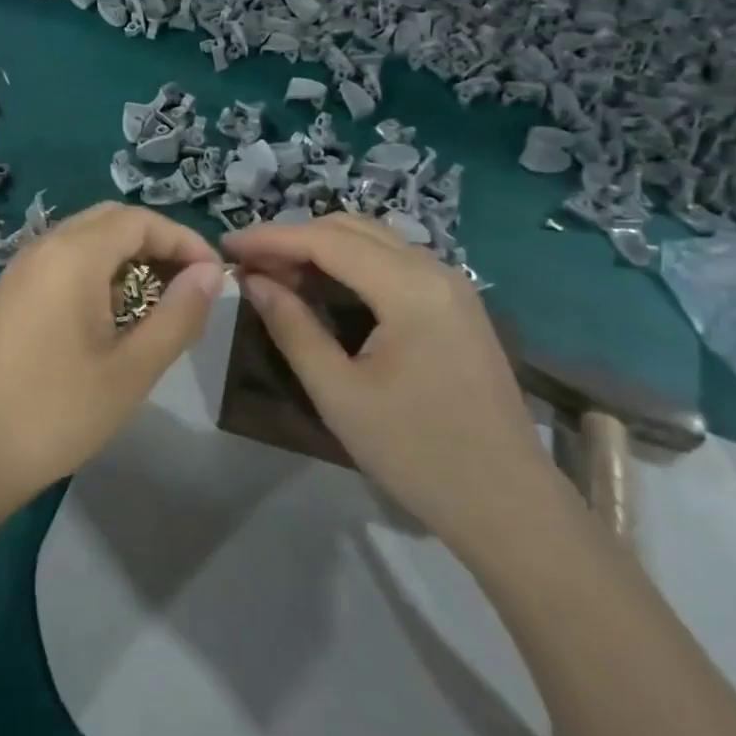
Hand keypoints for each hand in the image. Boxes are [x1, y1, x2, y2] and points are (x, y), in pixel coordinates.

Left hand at [0, 203, 224, 520]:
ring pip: (76, 243)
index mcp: (71, 255)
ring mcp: (11, 274)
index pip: (139, 220)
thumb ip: (178, 315)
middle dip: (152, 244)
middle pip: (106, 221)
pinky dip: (86, 276)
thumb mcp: (132, 370)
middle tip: (184, 286)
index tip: (213, 277)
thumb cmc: (55, 414)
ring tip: (147, 308)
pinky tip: (95, 326)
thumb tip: (210, 273)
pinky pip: (51, 268)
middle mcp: (38, 250)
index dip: (183, 240)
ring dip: (119, 260)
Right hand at [225, 214, 560, 556]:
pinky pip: (392, 262)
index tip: (225, 244)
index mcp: (410, 288)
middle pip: (349, 229)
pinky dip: (349, 264)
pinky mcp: (456, 303)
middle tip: (247, 263)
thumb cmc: (417, 453)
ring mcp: (452, 284)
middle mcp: (436, 269)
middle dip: (293, 238)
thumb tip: (253, 281)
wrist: (509, 506)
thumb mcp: (339, 393)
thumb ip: (292, 327)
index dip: (270, 237)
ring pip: (372, 240)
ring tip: (276, 273)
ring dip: (320, 248)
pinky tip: (322, 287)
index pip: (325, 240)